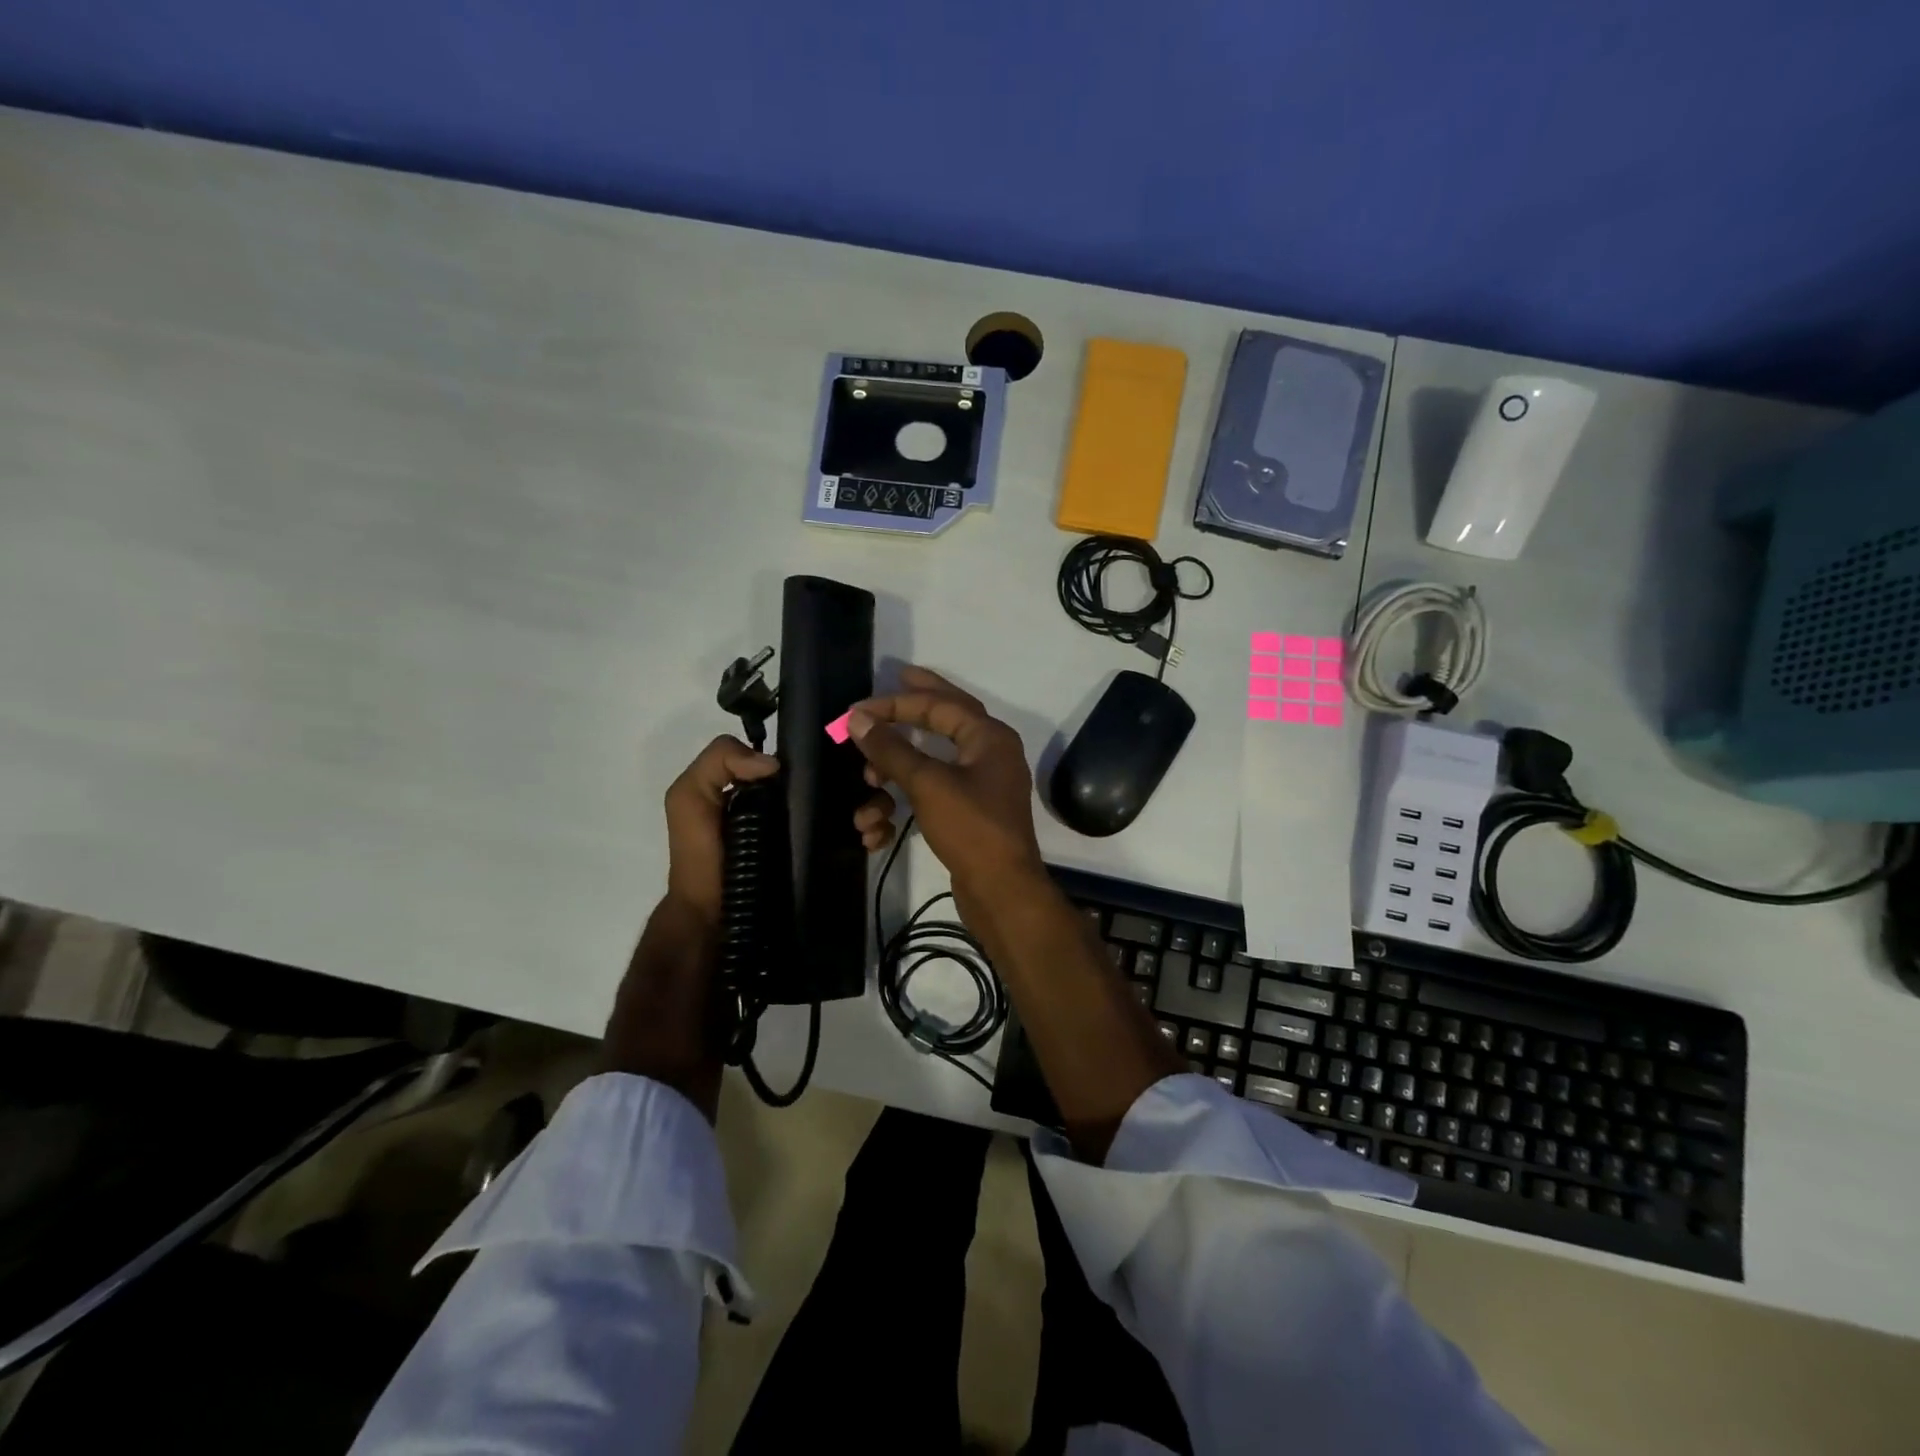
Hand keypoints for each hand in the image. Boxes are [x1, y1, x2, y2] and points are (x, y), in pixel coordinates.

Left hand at [664, 734, 900, 923]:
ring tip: (867, 824)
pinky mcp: (834, 861)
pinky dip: (880, 834)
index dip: (840, 752)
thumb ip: (717, 761)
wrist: (715, 921)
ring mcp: (822, 832)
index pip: (815, 757)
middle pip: (849, 778)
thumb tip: (775, 764)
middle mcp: (802, 804)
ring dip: (878, 807)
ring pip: (866, 805)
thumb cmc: (702, 856)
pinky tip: (870, 841)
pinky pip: (868, 838)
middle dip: (869, 781)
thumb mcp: (689, 798)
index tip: (857, 757)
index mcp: (774, 785)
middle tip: (869, 794)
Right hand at [847, 666, 1045, 908]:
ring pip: (933, 761)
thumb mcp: (928, 783)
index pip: (939, 704)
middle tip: (893, 680)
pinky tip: (879, 827)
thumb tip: (858, 719)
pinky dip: (906, 800)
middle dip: (915, 704)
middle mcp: (989, 753)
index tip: (858, 710)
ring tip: (868, 781)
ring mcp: (981, 784)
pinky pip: (933, 792)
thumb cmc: (970, 828)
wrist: (1001, 891)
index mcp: (988, 737)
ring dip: (896, 770)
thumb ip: (891, 748)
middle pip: (946, 718)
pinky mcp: (970, 812)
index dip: (896, 703)